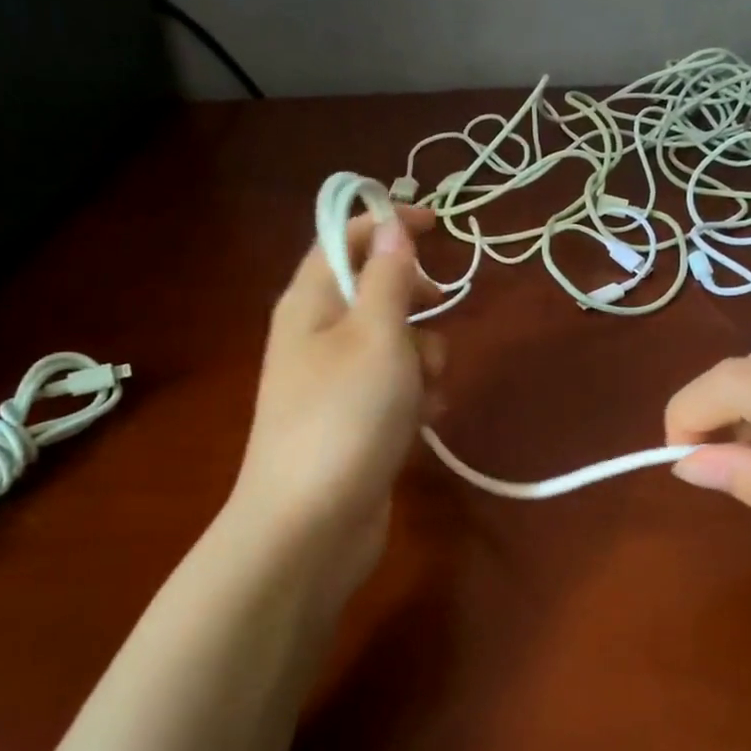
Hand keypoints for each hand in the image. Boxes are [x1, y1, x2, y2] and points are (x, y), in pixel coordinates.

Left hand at [229, 206, 443, 586]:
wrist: (311, 526)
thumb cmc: (345, 417)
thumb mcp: (377, 336)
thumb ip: (389, 277)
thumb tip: (392, 227)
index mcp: (310, 302)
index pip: (345, 239)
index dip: (388, 224)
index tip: (440, 225)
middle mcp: (317, 335)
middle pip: (375, 291)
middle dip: (414, 303)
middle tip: (436, 309)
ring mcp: (335, 382)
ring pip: (395, 343)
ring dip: (423, 357)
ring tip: (424, 390)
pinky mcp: (354, 421)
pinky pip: (395, 387)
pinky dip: (415, 396)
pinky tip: (424, 421)